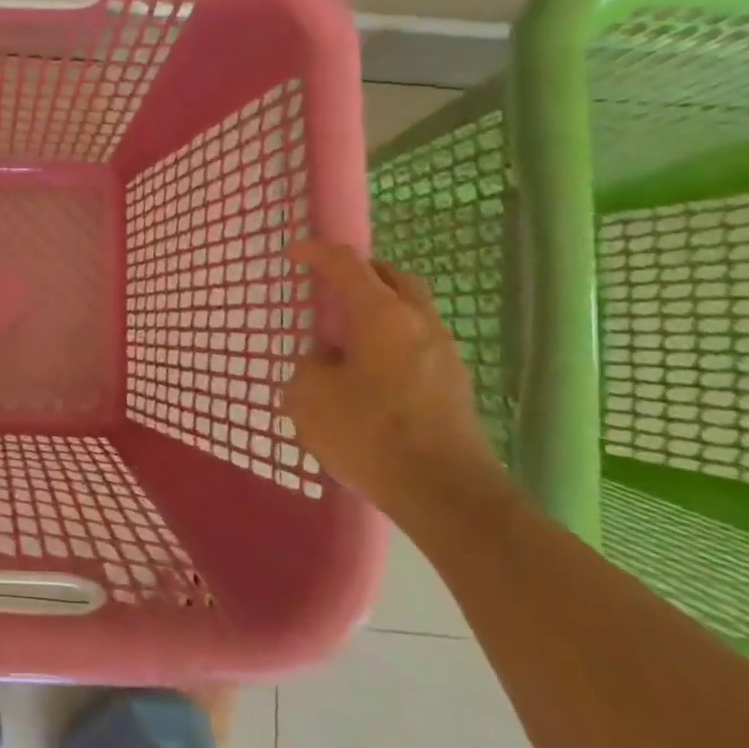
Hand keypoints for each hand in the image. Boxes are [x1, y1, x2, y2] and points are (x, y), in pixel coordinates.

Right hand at [281, 241, 509, 525]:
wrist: (447, 494)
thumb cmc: (371, 434)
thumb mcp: (309, 398)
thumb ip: (308, 369)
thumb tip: (323, 364)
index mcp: (381, 314)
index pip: (347, 264)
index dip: (317, 253)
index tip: (294, 253)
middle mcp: (418, 323)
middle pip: (392, 276)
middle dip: (360, 272)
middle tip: (331, 285)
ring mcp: (444, 354)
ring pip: (410, 310)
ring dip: (380, 308)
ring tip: (347, 333)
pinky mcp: (454, 385)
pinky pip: (418, 342)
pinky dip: (392, 338)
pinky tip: (369, 371)